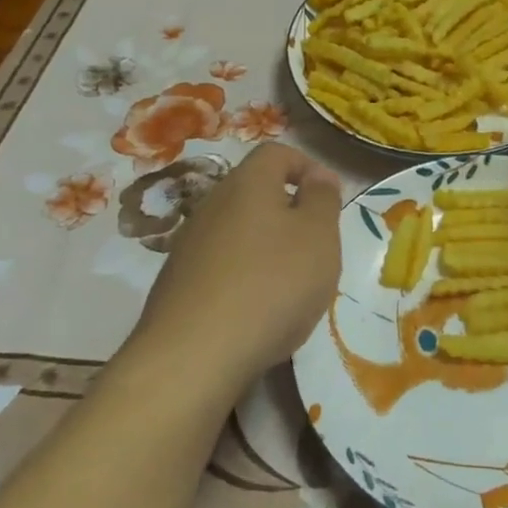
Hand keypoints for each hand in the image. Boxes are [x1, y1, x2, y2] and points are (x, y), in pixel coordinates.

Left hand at [132, 143, 342, 387]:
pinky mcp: (177, 284)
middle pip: (255, 192)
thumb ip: (323, 199)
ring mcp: (189, 245)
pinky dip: (244, 277)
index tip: (331, 198)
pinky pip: (221, 266)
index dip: (307, 166)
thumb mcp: (318, 236)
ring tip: (290, 285)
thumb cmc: (272, 283)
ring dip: (267, 247)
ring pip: (238, 231)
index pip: (277, 153)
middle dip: (289, 212)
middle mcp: (212, 204)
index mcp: (248, 183)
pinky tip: (257, 312)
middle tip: (316, 245)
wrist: (194, 355)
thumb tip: (318, 176)